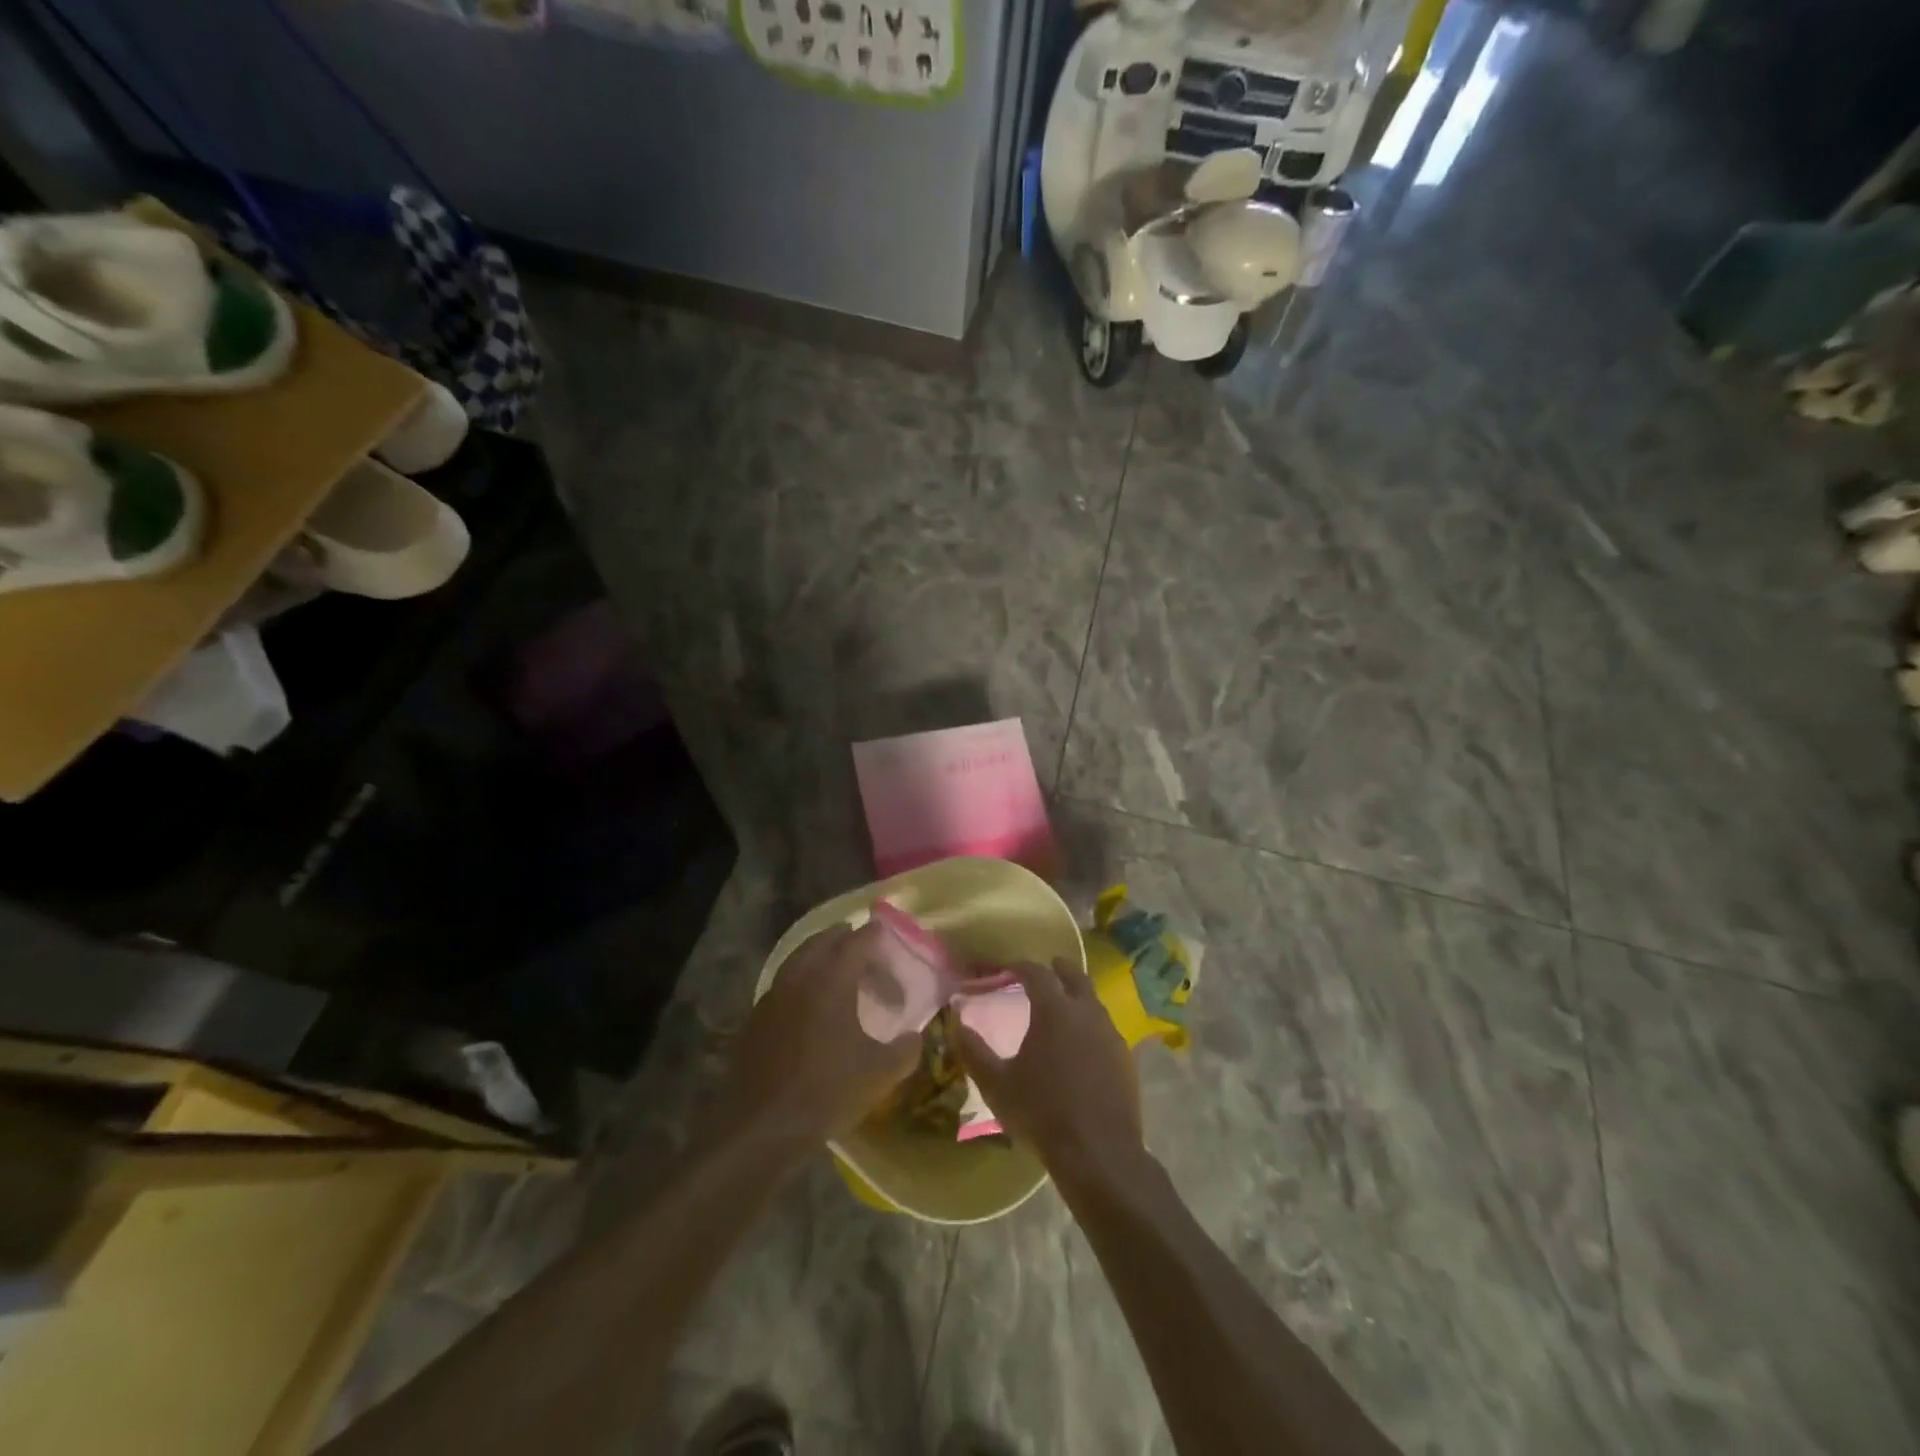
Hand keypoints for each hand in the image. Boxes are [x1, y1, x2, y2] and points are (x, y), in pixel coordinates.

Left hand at [715, 923, 921, 1144]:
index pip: (858, 941)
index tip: (887, 932)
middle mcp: (800, 976)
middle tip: (864, 947)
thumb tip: (916, 1035)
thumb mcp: (880, 1073)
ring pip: (799, 959)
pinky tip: (810, 1004)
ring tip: (838, 970)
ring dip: (819, 956)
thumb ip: (906, 1049)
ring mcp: (773, 995)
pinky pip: (783, 984)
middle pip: (823, 941)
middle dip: (845, 938)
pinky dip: (801, 981)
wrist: (762, 1126)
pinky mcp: (756, 1017)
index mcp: (832, 979)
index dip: (875, 934)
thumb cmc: (827, 1091)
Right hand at [953, 959, 1142, 1174]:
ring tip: (1062, 1007)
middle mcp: (1086, 1012)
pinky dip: (1091, 1024)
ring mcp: (1110, 1034)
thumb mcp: (997, 1085)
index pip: (1036, 972)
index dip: (1020, 966)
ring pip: (1093, 1001)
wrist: (1098, 1152)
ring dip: (1077, 996)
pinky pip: (1105, 1028)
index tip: (1008, 968)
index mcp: (1054, 1010)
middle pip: (1075, 976)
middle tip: (1047, 969)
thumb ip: (974, 1052)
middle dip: (1058, 969)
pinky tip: (1082, 1043)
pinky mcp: (1125, 1058)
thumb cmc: (1042, 1113)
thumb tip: (956, 1024)